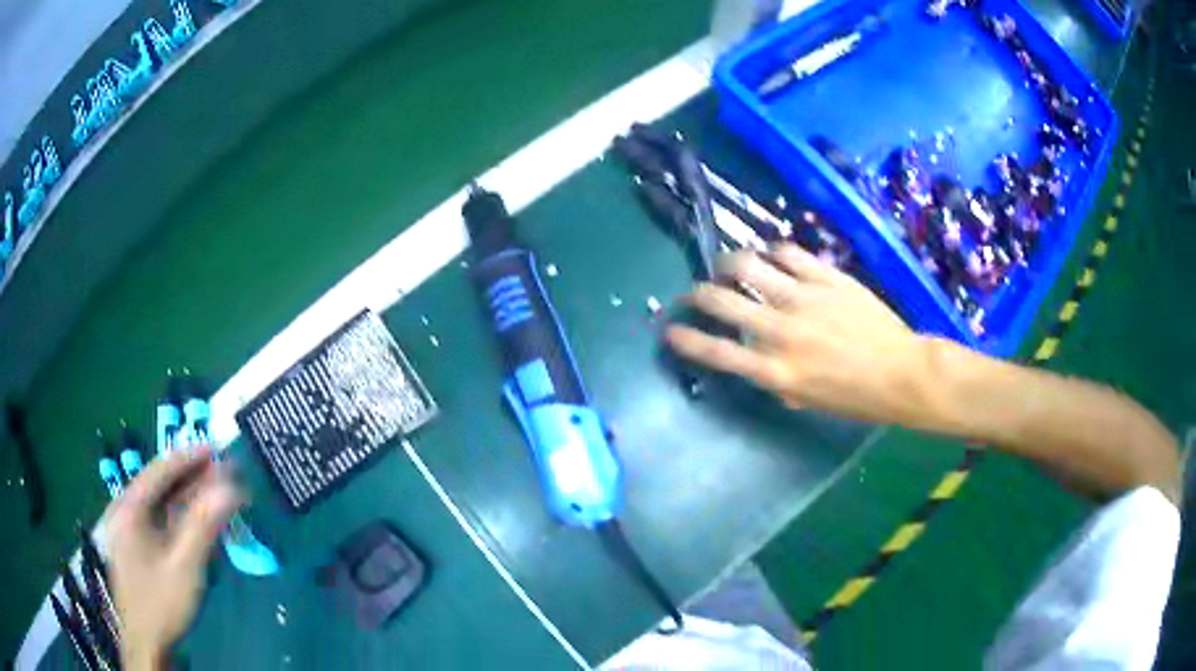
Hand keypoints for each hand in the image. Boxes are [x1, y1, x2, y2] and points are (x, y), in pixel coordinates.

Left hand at [104, 446, 241, 669]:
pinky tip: (196, 523)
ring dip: (187, 499)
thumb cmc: (161, 603)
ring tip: (215, 495)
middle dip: (191, 478)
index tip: (216, 449)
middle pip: (159, 485)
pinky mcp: (134, 547)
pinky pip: (158, 522)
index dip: (188, 457)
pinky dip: (179, 518)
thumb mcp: (185, 566)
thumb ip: (204, 525)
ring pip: (159, 504)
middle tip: (222, 474)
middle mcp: (124, 510)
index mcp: (129, 507)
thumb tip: (231, 488)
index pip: (159, 470)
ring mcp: (127, 529)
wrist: (145, 643)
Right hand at [666, 244, 933, 424]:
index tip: (671, 330)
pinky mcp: (826, 277)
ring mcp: (803, 299)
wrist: (901, 372)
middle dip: (698, 294)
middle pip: (722, 301)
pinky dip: (773, 252)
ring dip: (729, 264)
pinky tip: (773, 257)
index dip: (686, 339)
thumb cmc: (857, 397)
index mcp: (776, 371)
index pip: (717, 352)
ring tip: (729, 266)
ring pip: (749, 265)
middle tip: (697, 293)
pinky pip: (788, 253)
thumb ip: (778, 380)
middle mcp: (781, 332)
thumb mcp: (809, 400)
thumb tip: (760, 360)